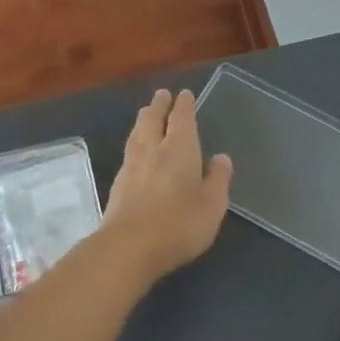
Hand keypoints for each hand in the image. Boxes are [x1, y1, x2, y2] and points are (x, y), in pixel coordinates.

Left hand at [101, 89, 232, 283]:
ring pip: (137, 134)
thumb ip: (218, 179)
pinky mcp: (118, 184)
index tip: (184, 94)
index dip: (184, 105)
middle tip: (162, 95)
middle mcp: (153, 149)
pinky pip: (129, 152)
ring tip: (146, 114)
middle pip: (153, 119)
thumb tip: (221, 157)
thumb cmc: (179, 223)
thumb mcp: (212, 204)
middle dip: (159, 105)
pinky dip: (134, 142)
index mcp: (180, 148)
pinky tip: (135, 150)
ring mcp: (132, 166)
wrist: (129, 246)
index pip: (181, 118)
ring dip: (143, 120)